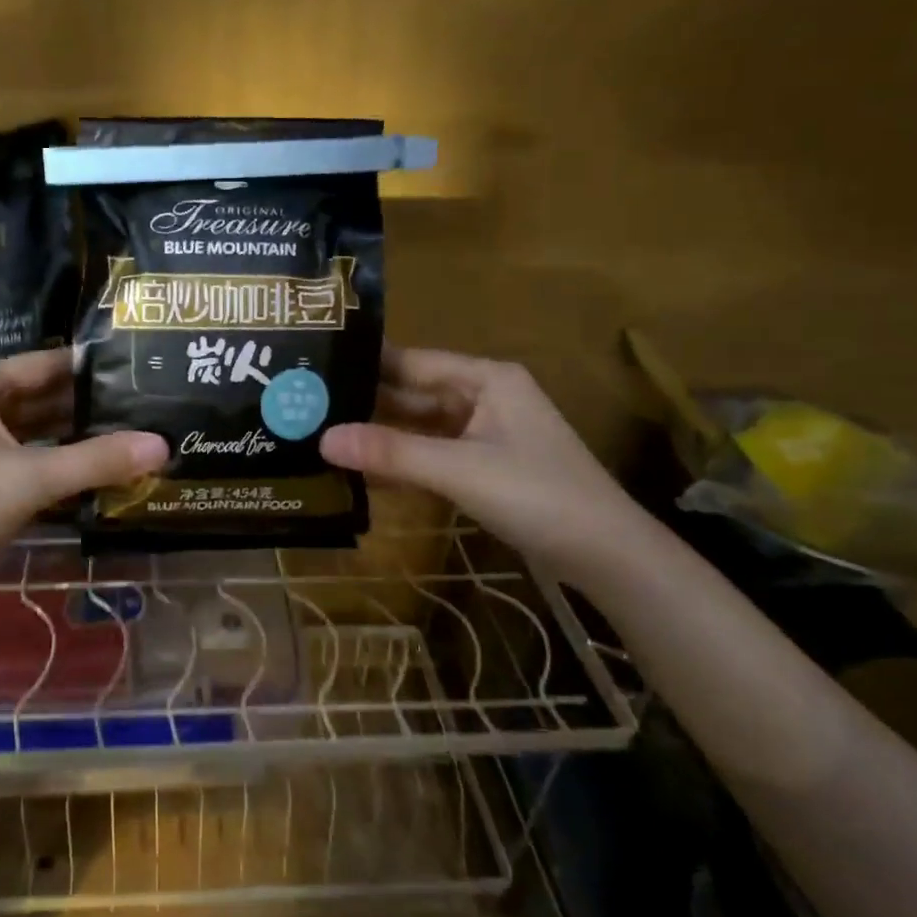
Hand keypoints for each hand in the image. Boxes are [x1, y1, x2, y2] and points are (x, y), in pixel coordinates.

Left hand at [0, 349, 166, 602]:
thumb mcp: (33, 480)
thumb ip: (98, 460)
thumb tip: (162, 445)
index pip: (44, 363)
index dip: (90, 368)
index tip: (136, 370)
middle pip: (36, 393)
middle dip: (84, 404)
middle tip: (139, 406)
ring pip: (25, 424)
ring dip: (67, 432)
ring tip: (123, 433)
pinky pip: (12, 448)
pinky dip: (45, 455)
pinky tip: (84, 465)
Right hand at [321, 346, 642, 565]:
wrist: (608, 555)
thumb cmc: (538, 496)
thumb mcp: (460, 470)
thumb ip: (392, 454)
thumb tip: (322, 439)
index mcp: (486, 378)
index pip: (412, 362)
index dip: (366, 365)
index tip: (315, 368)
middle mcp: (484, 396)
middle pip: (414, 392)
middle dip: (367, 401)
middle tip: (307, 405)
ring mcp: (486, 432)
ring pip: (422, 425)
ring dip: (381, 433)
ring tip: (323, 432)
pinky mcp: (485, 464)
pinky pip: (433, 452)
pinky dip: (403, 459)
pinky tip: (364, 467)